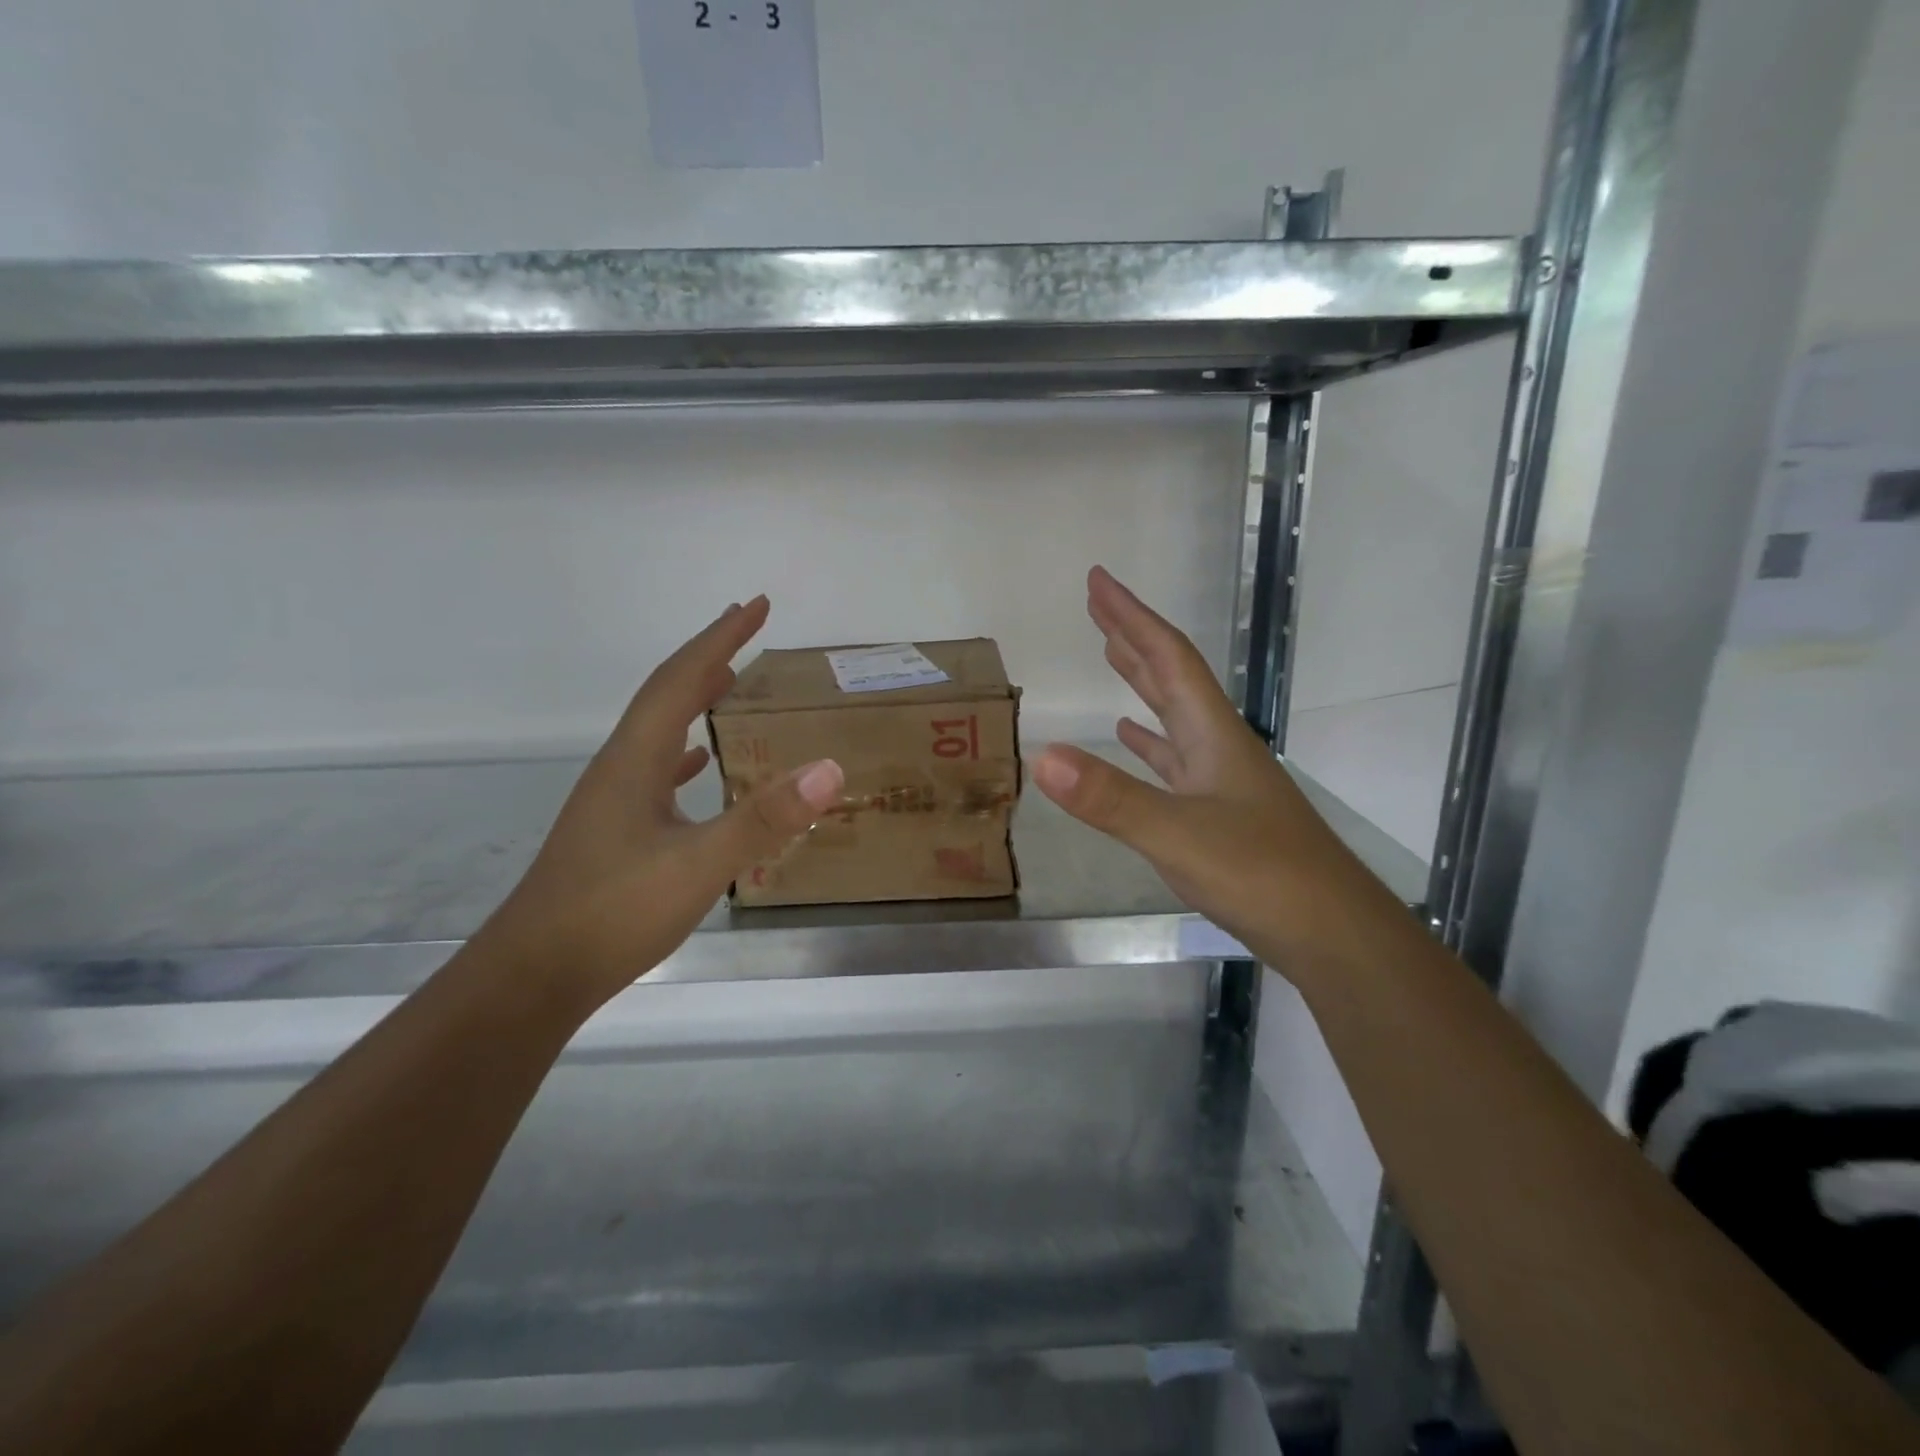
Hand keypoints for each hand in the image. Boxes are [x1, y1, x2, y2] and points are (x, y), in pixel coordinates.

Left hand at [484, 596, 842, 1013]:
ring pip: (660, 731)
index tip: (756, 605)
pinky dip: (685, 753)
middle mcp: (621, 768)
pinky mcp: (616, 831)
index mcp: (635, 760)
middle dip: (708, 656)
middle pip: (666, 695)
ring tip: (730, 681)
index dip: (719, 638)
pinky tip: (699, 764)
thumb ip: (763, 818)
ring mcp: (614, 801)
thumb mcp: (698, 865)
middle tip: (747, 628)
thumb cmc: (612, 913)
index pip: (680, 680)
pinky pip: (658, 771)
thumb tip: (830, 768)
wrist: (533, 977)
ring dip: (695, 699)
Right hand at [1032, 567, 1402, 974]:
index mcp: (1212, 734)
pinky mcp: (1219, 813)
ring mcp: (1221, 780)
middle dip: (1132, 638)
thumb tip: (1042, 755)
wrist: (1331, 932)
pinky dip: (1149, 741)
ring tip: (1112, 655)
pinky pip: (1174, 761)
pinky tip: (1132, 738)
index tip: (1098, 581)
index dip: (1131, 617)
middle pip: (1172, 676)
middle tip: (1097, 606)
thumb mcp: (1176, 834)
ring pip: (1173, 715)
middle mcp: (1218, 745)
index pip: (1168, 658)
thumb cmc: (1261, 874)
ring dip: (1142, 682)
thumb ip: (1109, 797)